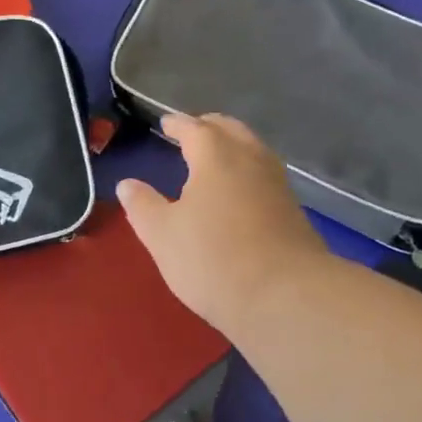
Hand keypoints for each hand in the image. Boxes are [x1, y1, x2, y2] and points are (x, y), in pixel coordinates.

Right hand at [117, 113, 333, 332]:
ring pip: (254, 150)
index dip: (177, 124)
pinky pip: (266, 175)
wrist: (287, 297)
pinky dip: (248, 171)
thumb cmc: (214, 259)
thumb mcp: (162, 235)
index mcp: (216, 156)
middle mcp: (251, 159)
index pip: (194, 128)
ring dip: (233, 146)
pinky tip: (241, 192)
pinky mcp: (294, 210)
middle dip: (209, 127)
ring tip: (216, 159)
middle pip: (230, 130)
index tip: (166, 123)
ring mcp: (277, 184)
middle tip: (192, 132)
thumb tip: (128, 184)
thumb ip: (143, 206)